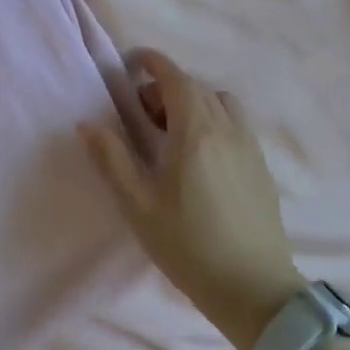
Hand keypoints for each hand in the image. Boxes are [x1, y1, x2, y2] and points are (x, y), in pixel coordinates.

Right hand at [80, 51, 303, 349]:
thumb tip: (87, 124)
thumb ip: (112, 159)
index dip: (153, 62)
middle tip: (142, 113)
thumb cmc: (188, 245)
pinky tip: (200, 156)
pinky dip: (214, 120)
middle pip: (197, 88)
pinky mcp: (262, 167)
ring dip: (195, 103)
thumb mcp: (138, 204)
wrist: (253, 287)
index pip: (175, 77)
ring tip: (173, 134)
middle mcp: (227, 129)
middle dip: (167, 88)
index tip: (132, 62)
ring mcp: (249, 147)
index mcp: (195, 131)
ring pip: (221, 103)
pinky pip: (236, 125)